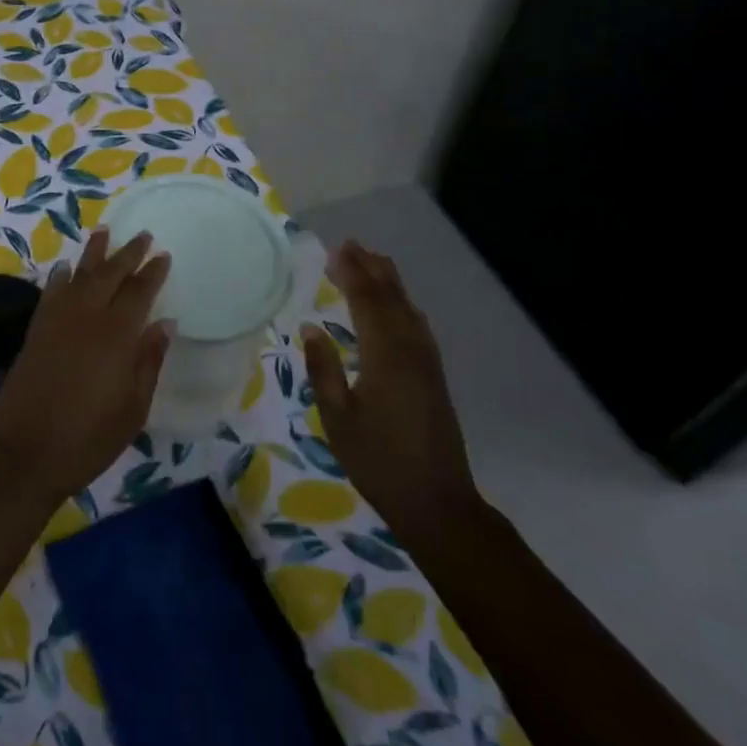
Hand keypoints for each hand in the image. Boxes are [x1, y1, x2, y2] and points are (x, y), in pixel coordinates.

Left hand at [0, 229, 172, 505]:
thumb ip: (148, 361)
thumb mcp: (133, 408)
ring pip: (78, 276)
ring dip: (92, 254)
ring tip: (103, 232)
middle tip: (140, 235)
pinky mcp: (34, 333)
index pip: (139, 293)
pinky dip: (60, 277)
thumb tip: (164, 323)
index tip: (163, 255)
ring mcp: (56, 323)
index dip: (152, 272)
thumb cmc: (89, 438)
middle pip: (108, 275)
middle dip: (126, 254)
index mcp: (116, 336)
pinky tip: (65, 268)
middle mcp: (85, 318)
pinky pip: (50, 293)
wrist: (26, 454)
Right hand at [302, 239, 479, 546]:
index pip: (367, 301)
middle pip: (392, 298)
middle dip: (372, 269)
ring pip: (408, 309)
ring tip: (371, 263)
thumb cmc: (378, 460)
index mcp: (386, 355)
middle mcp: (411, 350)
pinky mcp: (434, 376)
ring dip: (389, 283)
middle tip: (351, 245)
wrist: (436, 501)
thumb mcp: (337, 417)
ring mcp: (428, 362)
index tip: (336, 249)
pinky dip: (402, 305)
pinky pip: (417, 325)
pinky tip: (395, 307)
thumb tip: (310, 326)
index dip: (352, 273)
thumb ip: (323, 369)